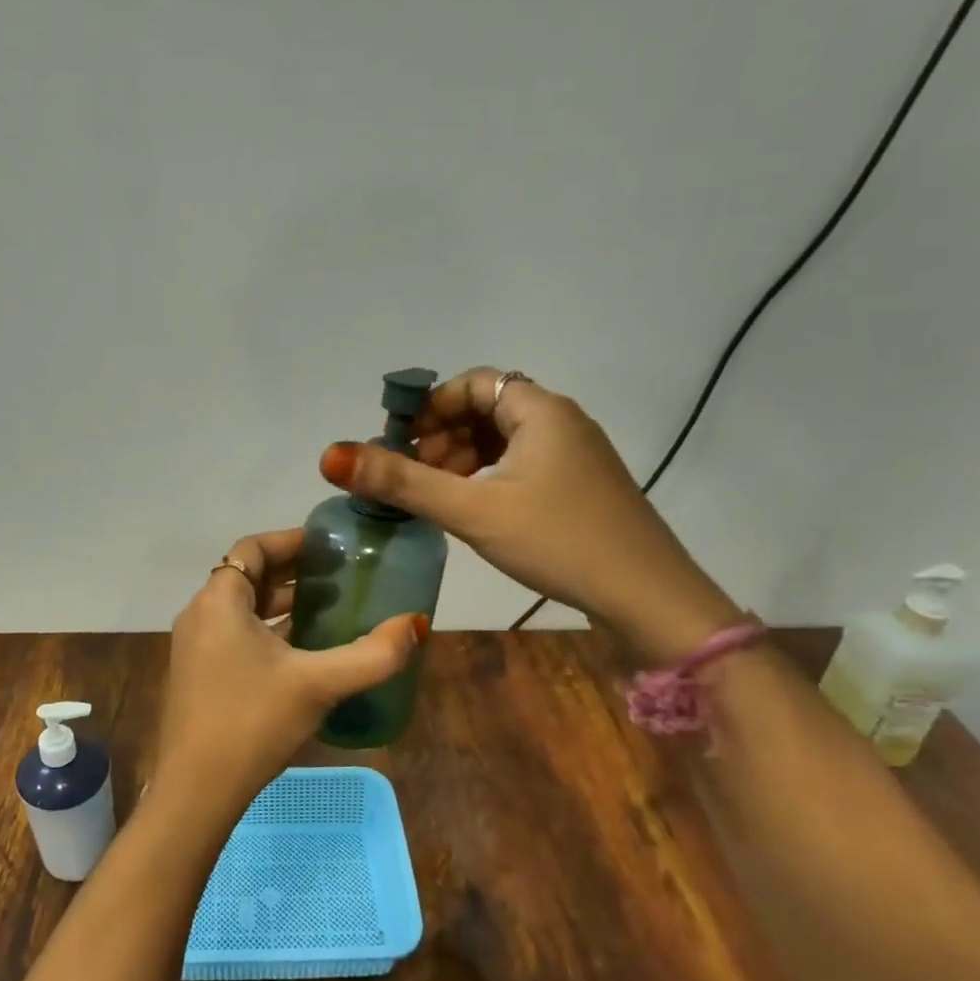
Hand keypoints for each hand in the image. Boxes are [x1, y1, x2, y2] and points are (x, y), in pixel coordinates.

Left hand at [157, 529, 428, 822]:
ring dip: (279, 601)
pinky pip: (234, 632)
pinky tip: (301, 649)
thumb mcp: (318, 684)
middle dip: (291, 571)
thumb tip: (417, 624)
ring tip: (327, 606)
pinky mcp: (197, 672)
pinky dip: (265, 628)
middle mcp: (200, 614)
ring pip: (240, 606)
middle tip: (338, 575)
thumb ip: (372, 654)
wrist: (197, 790)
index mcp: (219, 601)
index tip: (330, 547)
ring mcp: (194, 645)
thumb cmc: (253, 722)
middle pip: (247, 574)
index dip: (291, 541)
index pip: (253, 548)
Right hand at [319, 369, 739, 660]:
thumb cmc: (557, 540)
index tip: (399, 443)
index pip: (472, 384)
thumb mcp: (472, 510)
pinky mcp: (581, 485)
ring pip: (504, 439)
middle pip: (486, 409)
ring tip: (436, 495)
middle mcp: (561, 421)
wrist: (648, 596)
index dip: (430, 407)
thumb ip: (402, 482)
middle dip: (442, 436)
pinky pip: (522, 463)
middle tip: (413, 475)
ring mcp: (576, 455)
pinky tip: (472, 509)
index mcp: (539, 410)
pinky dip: (488, 476)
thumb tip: (332, 455)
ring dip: (463, 458)